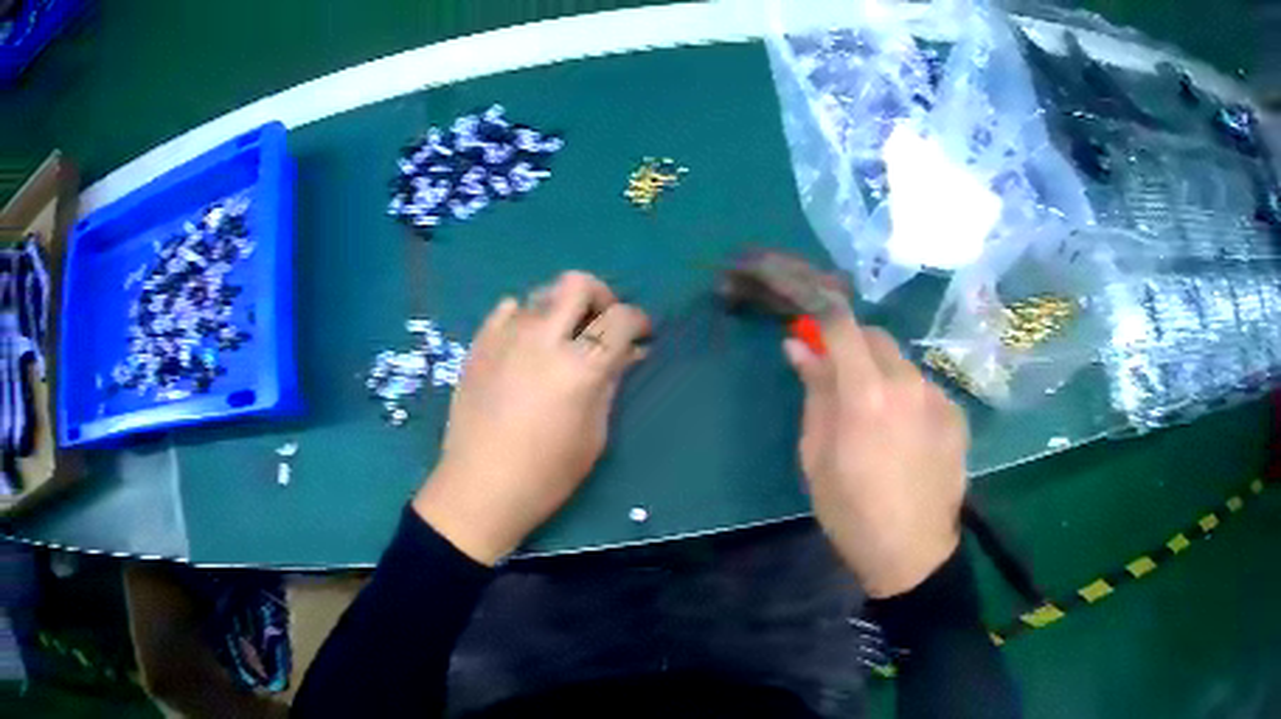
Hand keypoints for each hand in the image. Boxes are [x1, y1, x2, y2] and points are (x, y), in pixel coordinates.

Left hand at [414, 272, 649, 564]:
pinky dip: (525, 317)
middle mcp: (543, 339)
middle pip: (578, 284)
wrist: (480, 487)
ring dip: (562, 308)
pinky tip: (525, 343)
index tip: (640, 335)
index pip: (620, 318)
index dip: (638, 321)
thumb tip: (629, 353)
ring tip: (562, 338)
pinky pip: (508, 309)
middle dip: (600, 296)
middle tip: (602, 323)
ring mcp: (505, 337)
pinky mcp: (479, 344)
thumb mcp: (594, 434)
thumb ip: (611, 384)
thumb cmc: (546, 474)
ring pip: (542, 293)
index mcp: (579, 367)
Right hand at [784, 304, 967, 597]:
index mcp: (866, 394)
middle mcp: (907, 383)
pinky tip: (906, 437)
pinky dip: (909, 398)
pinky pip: (925, 390)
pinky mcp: (957, 415)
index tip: (809, 325)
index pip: (842, 326)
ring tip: (877, 419)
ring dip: (883, 374)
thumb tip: (799, 348)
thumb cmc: (852, 512)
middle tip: (840, 379)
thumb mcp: (817, 457)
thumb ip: (814, 395)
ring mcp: (938, 397)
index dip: (821, 316)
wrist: (913, 553)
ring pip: (902, 364)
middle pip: (876, 338)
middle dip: (853, 346)